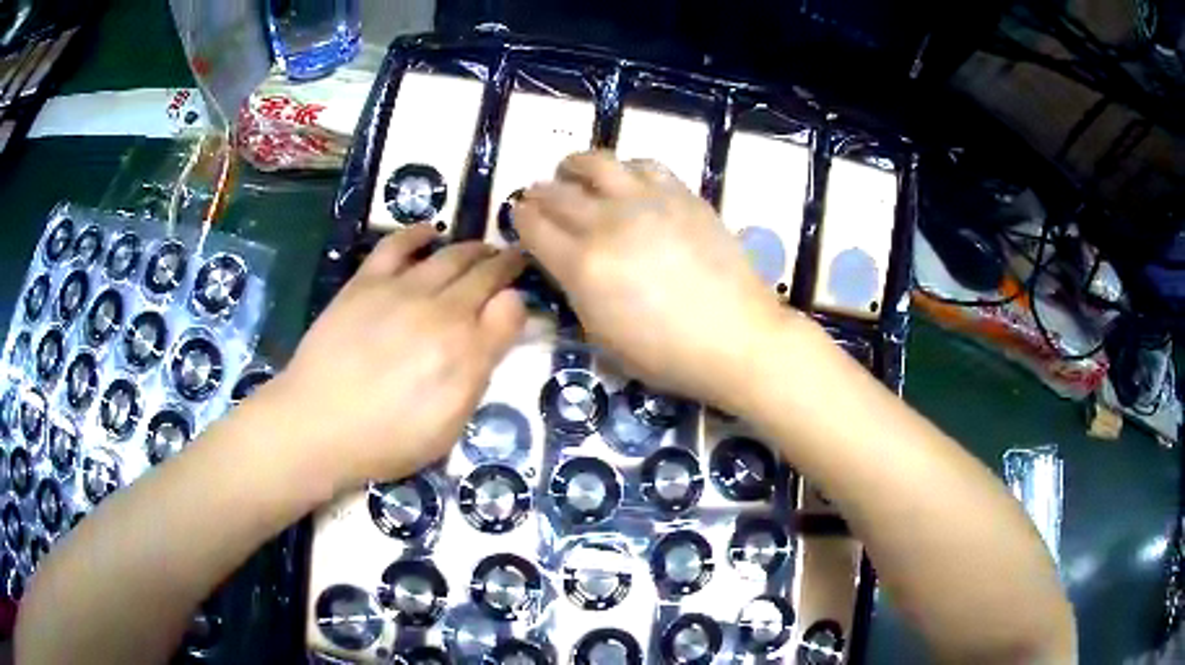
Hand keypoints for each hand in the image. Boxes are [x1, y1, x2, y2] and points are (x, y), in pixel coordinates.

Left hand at [261, 225, 526, 491]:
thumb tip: (502, 327)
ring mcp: (402, 290)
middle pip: (484, 275)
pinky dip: (417, 233)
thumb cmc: (387, 439)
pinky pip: (397, 245)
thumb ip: (479, 373)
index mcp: (466, 352)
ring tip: (481, 247)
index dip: (520, 300)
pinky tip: (429, 232)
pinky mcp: (366, 282)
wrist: (317, 425)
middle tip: (513, 259)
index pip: (511, 308)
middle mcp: (441, 311)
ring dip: (473, 248)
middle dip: (505, 264)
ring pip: (450, 255)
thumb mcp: (448, 426)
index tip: (519, 300)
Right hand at [514, 151, 789, 408]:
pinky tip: (625, 180)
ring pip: (596, 163)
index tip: (520, 217)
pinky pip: (644, 165)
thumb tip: (564, 262)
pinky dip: (624, 168)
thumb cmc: (667, 354)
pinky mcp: (681, 194)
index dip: (520, 218)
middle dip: (539, 193)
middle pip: (556, 192)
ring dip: (575, 166)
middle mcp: (606, 223)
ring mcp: (646, 202)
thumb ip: (575, 291)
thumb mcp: (602, 337)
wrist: (735, 337)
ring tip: (573, 172)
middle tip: (540, 197)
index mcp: (581, 266)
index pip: (532, 226)